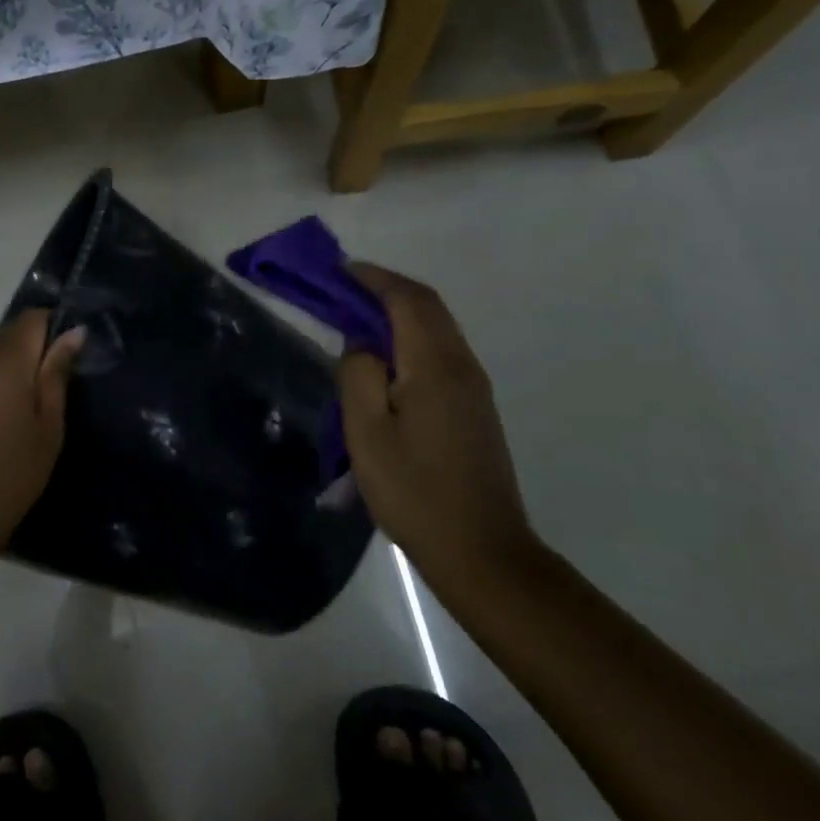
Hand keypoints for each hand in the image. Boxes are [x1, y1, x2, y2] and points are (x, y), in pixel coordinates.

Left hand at [0, 310, 85, 549]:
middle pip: (12, 336)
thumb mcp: (48, 424)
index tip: (73, 353)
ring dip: (18, 369)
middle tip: (60, 387)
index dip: (55, 325)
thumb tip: (73, 332)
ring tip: (36, 408)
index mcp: (4, 362)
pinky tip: (9, 419)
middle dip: (38, 350)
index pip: (31, 318)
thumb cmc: (13, 471)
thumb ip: (57, 374)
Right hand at [338, 263, 538, 594]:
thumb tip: (361, 345)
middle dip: (385, 289)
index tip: (338, 270)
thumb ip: (358, 375)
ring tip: (356, 319)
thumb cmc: (414, 490)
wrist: (480, 550)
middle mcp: (462, 366)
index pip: (408, 300)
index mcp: (436, 365)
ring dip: (398, 314)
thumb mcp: (366, 432)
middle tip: (342, 289)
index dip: (374, 278)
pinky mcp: (474, 409)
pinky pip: (440, 353)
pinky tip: (384, 360)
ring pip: (436, 330)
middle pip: (428, 308)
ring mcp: (473, 389)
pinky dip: (410, 339)